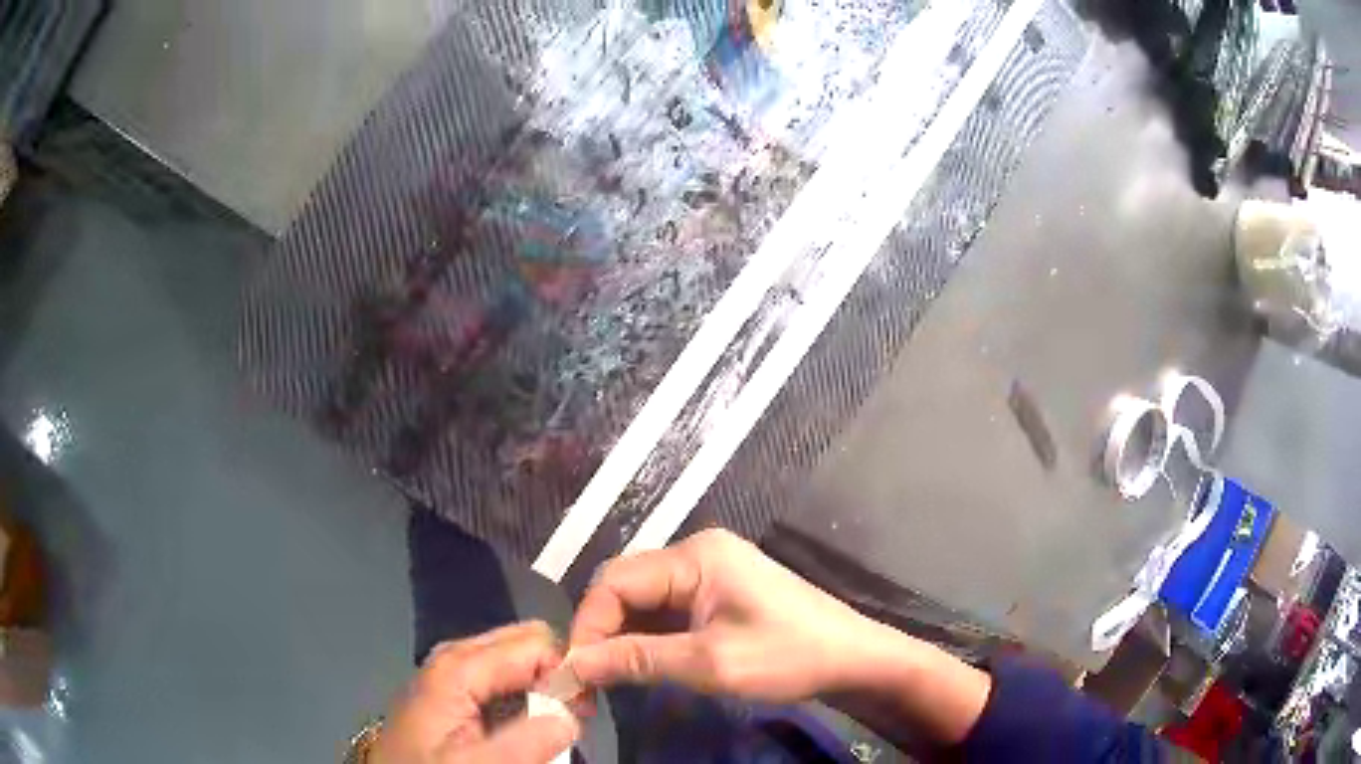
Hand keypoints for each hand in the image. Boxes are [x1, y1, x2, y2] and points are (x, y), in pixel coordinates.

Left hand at [371, 622, 578, 763]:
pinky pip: (502, 679)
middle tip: (570, 718)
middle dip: (556, 675)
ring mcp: (452, 671)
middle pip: (526, 642)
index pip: (536, 644)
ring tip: (550, 727)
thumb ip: (525, 740)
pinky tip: (525, 725)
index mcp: (458, 666)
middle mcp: (455, 656)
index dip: (567, 674)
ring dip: (542, 690)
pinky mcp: (453, 690)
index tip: (582, 713)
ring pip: (517, 661)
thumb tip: (571, 717)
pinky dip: (523, 697)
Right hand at [567, 529, 879, 701]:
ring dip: (620, 639)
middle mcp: (696, 554)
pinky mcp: (718, 594)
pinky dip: (646, 639)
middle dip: (600, 634)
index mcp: (695, 557)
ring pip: (642, 601)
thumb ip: (637, 660)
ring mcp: (709, 572)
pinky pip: (666, 611)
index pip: (614, 582)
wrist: (853, 659)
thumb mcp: (709, 663)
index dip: (587, 627)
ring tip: (604, 680)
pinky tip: (637, 666)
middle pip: (625, 588)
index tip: (573, 673)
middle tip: (584, 682)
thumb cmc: (788, 656)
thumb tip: (573, 665)